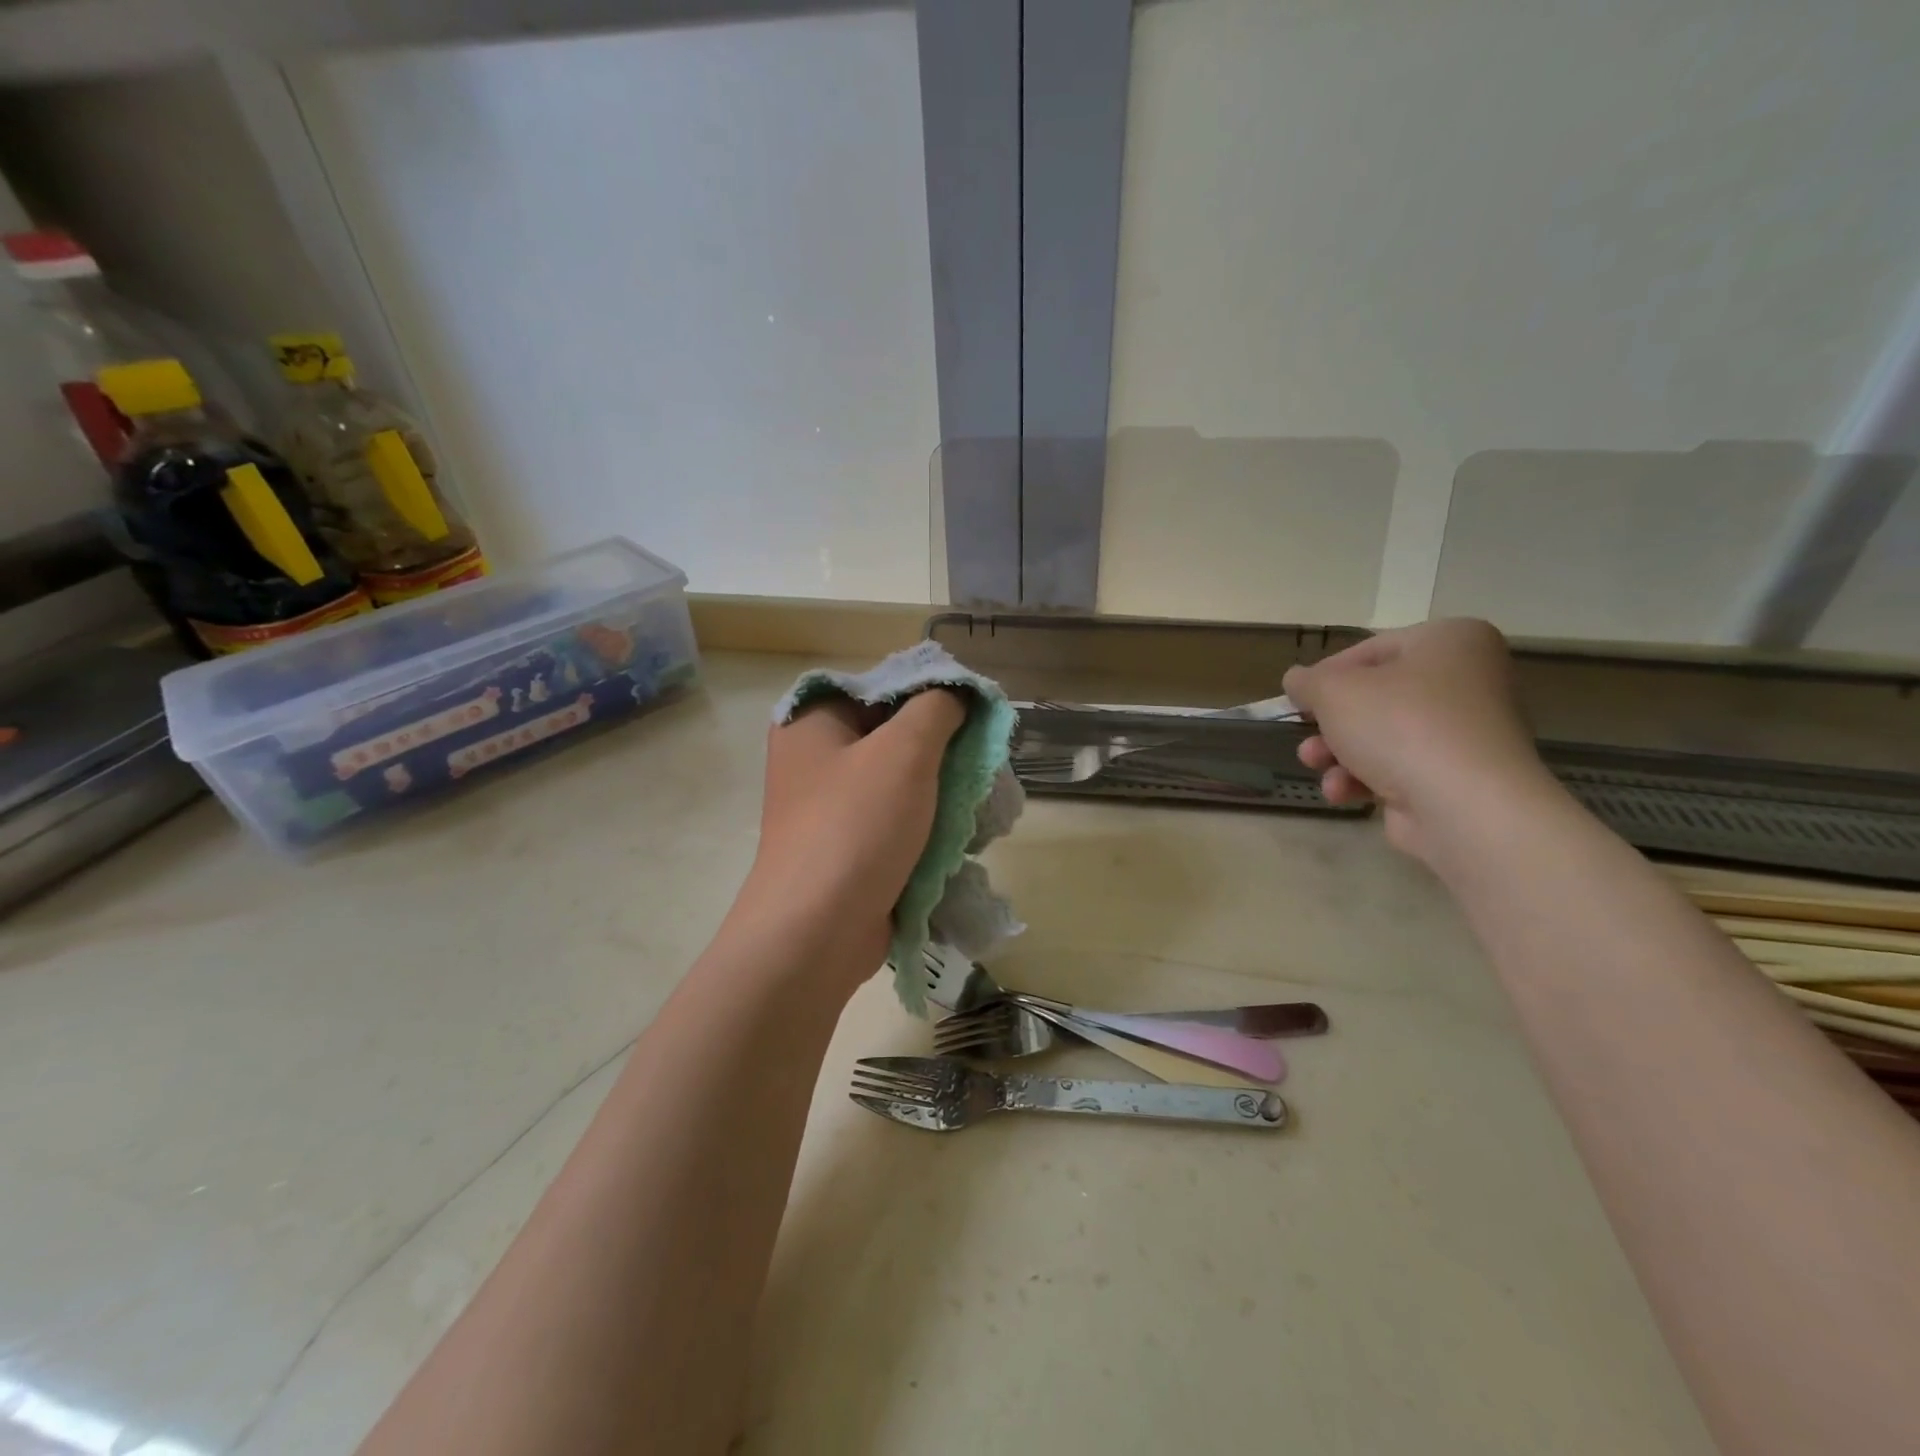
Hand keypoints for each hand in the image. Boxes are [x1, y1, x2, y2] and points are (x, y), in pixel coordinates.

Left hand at [738, 689, 967, 982]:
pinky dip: (929, 824)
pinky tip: (961, 835)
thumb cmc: (855, 828)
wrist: (816, 934)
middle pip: (893, 733)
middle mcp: (816, 758)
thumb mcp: (904, 751)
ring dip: (942, 791)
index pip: (882, 686)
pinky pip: (898, 820)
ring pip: (901, 781)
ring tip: (978, 802)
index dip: (932, 693)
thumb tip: (958, 693)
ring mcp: (831, 807)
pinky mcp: (850, 847)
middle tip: (982, 762)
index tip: (976, 715)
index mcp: (812, 721)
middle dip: (944, 749)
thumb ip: (937, 707)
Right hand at [1281, 619, 1547, 861]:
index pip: (1371, 650)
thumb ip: (1307, 681)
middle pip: (1375, 697)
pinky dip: (1365, 778)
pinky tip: (1343, 792)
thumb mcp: (1334, 691)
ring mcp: (1466, 732)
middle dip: (1330, 724)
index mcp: (1450, 641)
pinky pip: (1400, 768)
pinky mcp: (1458, 776)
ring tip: (1315, 766)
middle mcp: (1468, 680)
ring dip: (1338, 753)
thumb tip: (1297, 680)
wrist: (1465, 806)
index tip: (1297, 701)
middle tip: (1306, 736)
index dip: (1325, 676)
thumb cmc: (1400, 725)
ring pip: (1382, 735)